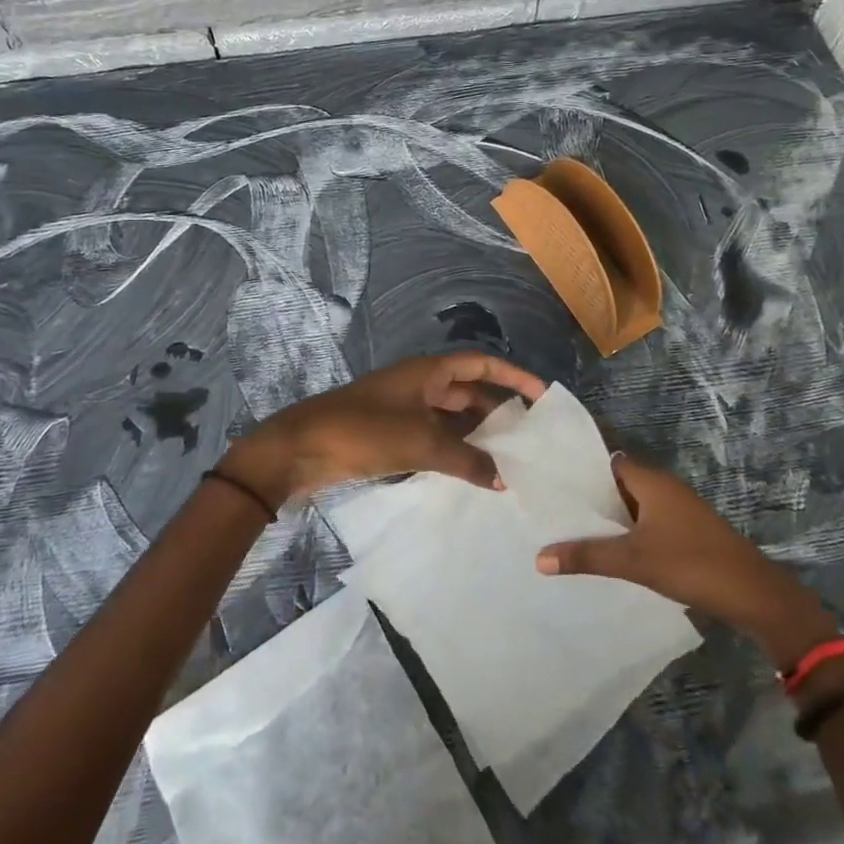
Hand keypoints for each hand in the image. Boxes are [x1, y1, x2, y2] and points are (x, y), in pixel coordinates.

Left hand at [219, 353, 546, 509]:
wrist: (301, 449)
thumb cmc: (364, 431)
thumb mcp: (420, 444)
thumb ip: (466, 460)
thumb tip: (503, 479)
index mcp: (427, 371)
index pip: (481, 364)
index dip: (513, 376)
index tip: (542, 396)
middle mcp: (418, 384)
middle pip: (467, 390)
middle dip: (497, 409)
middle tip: (529, 437)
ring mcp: (402, 409)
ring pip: (450, 416)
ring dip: (475, 434)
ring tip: (508, 460)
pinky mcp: (389, 434)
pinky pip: (432, 437)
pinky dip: (453, 450)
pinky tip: (469, 473)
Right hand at [536, 458, 837, 667]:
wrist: (755, 595)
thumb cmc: (691, 563)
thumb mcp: (634, 561)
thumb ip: (587, 556)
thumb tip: (538, 558)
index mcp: (651, 480)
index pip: (607, 461)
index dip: (581, 471)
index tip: (553, 484)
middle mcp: (664, 486)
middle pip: (619, 484)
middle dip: (592, 498)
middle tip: (556, 511)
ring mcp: (679, 509)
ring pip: (634, 505)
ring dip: (612, 518)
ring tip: (575, 531)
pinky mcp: (688, 531)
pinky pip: (649, 522)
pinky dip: (630, 532)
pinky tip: (612, 551)